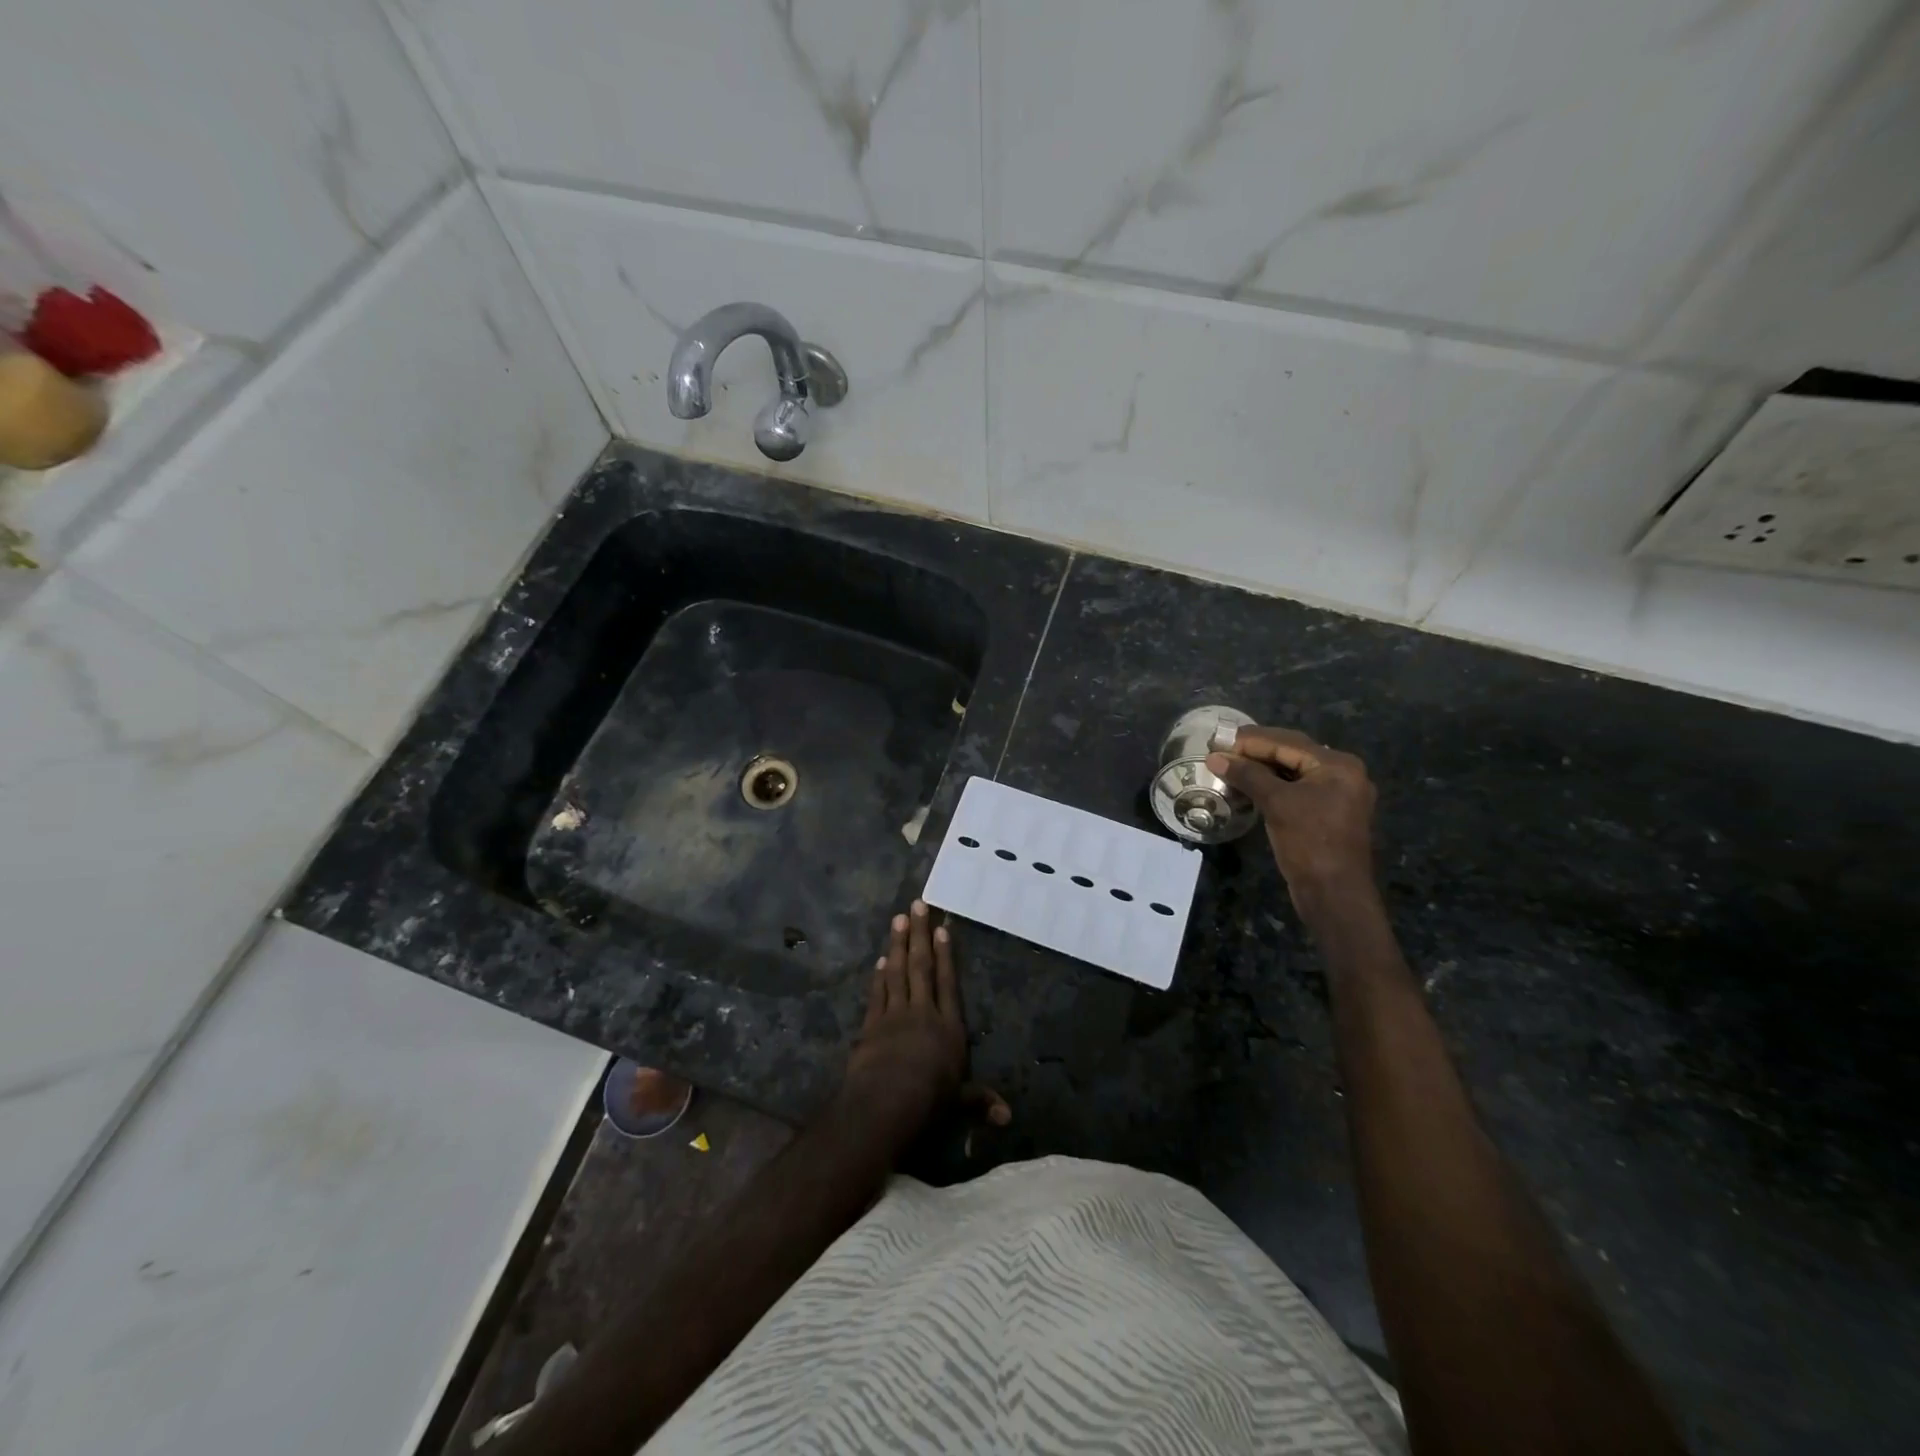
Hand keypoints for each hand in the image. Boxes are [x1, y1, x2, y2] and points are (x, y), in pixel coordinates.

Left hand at [842, 901, 1009, 1147]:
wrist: (885, 1104)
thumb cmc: (929, 1101)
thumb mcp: (959, 1103)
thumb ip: (980, 1101)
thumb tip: (1008, 1117)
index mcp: (948, 1028)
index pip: (948, 983)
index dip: (946, 955)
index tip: (942, 929)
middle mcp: (922, 1013)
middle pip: (921, 967)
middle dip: (920, 934)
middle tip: (917, 905)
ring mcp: (894, 1016)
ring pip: (897, 972)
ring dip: (898, 944)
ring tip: (898, 919)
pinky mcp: (871, 1025)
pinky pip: (877, 993)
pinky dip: (878, 976)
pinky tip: (880, 960)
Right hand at [1207, 726, 1377, 920]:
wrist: (1333, 894)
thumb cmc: (1308, 843)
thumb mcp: (1276, 803)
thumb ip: (1247, 775)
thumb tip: (1214, 758)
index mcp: (1338, 765)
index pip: (1287, 742)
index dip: (1250, 740)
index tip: (1219, 740)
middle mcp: (1342, 773)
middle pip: (1292, 752)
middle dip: (1255, 751)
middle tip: (1222, 750)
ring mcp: (1337, 794)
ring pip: (1292, 771)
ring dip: (1261, 768)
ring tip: (1229, 765)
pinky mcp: (1327, 812)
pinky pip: (1296, 788)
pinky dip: (1272, 784)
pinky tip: (1248, 785)